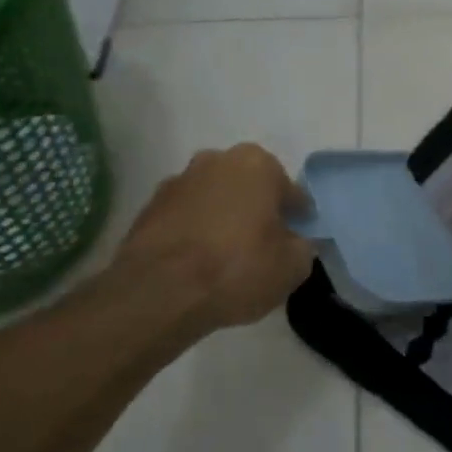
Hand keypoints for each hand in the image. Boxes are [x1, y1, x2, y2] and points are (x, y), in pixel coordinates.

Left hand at [109, 144, 315, 336]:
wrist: (159, 292)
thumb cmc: (237, 269)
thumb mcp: (292, 267)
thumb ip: (302, 247)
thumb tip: (295, 242)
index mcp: (257, 164)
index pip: (290, 192)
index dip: (296, 217)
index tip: (297, 239)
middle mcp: (216, 160)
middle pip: (248, 187)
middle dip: (256, 209)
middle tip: (262, 245)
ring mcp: (178, 181)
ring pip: (214, 198)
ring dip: (222, 217)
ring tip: (225, 256)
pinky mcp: (149, 207)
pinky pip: (185, 216)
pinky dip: (194, 231)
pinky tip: (196, 261)